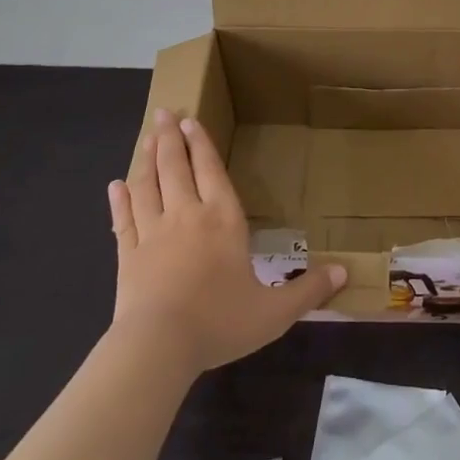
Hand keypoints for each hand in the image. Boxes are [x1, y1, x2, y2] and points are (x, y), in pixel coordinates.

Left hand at [108, 110, 346, 375]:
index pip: (211, 171)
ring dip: (147, 158)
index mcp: (223, 219)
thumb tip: (345, 274)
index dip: (201, 144)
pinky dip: (119, 200)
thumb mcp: (274, 312)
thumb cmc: (220, 322)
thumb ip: (309, 291)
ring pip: (147, 185)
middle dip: (171, 138)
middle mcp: (186, 215)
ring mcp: (152, 233)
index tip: (190, 120)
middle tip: (163, 112)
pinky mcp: (127, 255)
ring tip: (146, 137)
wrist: (159, 347)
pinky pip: (123, 219)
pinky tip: (115, 185)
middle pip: (176, 167)